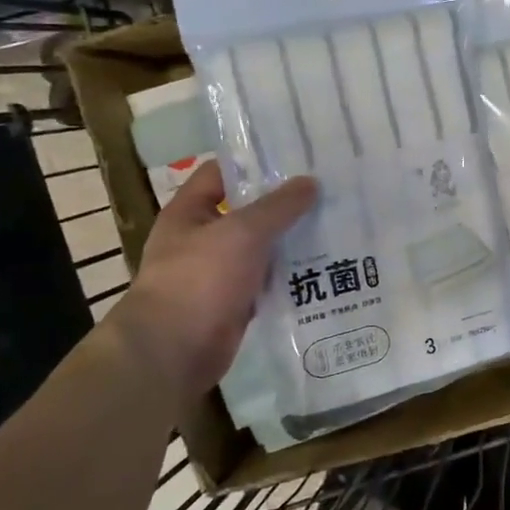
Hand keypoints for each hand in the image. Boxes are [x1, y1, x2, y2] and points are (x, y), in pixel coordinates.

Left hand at [108, 161, 316, 390]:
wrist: (174, 351)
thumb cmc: (199, 279)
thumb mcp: (242, 233)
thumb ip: (278, 207)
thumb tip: (310, 182)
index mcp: (190, 212)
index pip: (222, 173)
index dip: (256, 163)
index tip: (297, 158)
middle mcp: (201, 239)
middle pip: (247, 212)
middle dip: (284, 204)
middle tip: (328, 192)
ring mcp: (218, 273)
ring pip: (261, 249)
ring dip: (291, 242)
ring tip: (335, 226)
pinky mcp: (234, 303)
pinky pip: (267, 282)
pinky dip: (290, 277)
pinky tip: (323, 268)